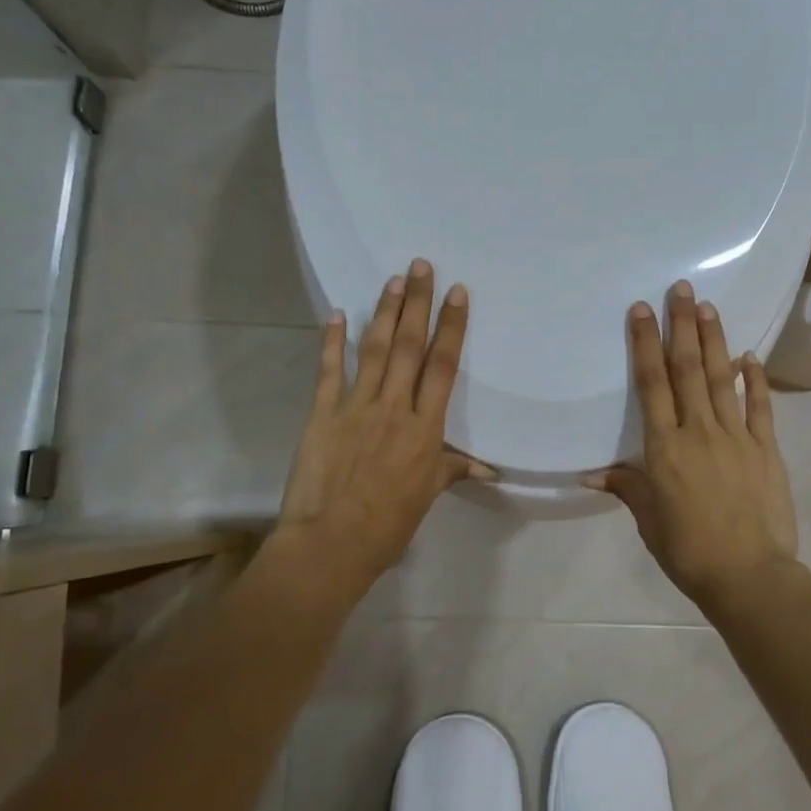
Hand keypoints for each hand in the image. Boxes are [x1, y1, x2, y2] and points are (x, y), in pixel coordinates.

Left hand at [276, 259, 492, 590]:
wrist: (330, 544)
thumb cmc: (387, 525)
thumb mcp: (427, 497)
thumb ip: (452, 470)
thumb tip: (488, 469)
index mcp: (425, 428)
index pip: (442, 366)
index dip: (451, 327)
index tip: (457, 293)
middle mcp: (393, 407)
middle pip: (410, 346)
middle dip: (418, 303)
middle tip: (421, 266)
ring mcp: (355, 406)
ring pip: (375, 350)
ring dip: (385, 312)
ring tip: (393, 279)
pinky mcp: (322, 413)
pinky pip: (329, 370)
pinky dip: (332, 341)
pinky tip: (335, 314)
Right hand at [586, 280, 800, 609]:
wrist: (750, 576)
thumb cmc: (689, 551)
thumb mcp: (649, 521)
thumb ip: (627, 488)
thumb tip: (594, 472)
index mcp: (665, 448)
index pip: (652, 384)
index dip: (645, 344)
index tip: (643, 310)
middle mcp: (699, 431)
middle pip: (689, 369)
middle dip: (682, 326)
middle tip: (682, 289)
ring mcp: (737, 437)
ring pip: (722, 378)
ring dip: (715, 340)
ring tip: (709, 307)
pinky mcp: (766, 449)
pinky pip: (760, 407)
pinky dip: (755, 379)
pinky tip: (750, 356)